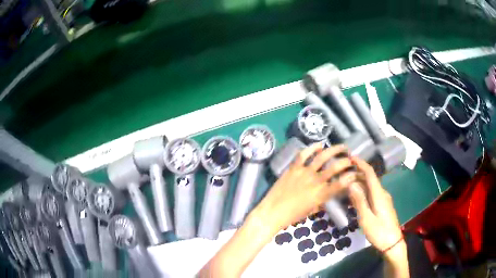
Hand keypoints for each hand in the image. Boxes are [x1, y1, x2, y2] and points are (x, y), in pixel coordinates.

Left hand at [255, 143, 356, 230]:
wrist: (272, 212)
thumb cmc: (292, 216)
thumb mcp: (312, 210)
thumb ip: (322, 200)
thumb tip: (330, 193)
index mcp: (321, 195)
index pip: (341, 183)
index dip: (351, 176)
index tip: (356, 172)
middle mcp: (315, 181)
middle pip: (335, 167)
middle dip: (346, 161)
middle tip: (351, 158)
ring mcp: (304, 173)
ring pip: (322, 157)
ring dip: (334, 150)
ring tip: (342, 147)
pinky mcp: (293, 168)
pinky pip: (303, 155)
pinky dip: (312, 147)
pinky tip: (319, 145)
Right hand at [348, 157, 407, 277]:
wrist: (392, 243)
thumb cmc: (379, 232)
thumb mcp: (366, 218)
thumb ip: (359, 201)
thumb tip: (351, 183)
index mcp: (379, 194)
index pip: (370, 173)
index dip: (361, 164)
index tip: (350, 157)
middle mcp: (382, 193)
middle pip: (369, 179)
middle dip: (356, 174)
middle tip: (341, 176)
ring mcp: (383, 199)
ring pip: (370, 187)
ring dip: (358, 184)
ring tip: (345, 187)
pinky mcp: (383, 206)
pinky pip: (371, 194)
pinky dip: (362, 193)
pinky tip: (354, 199)